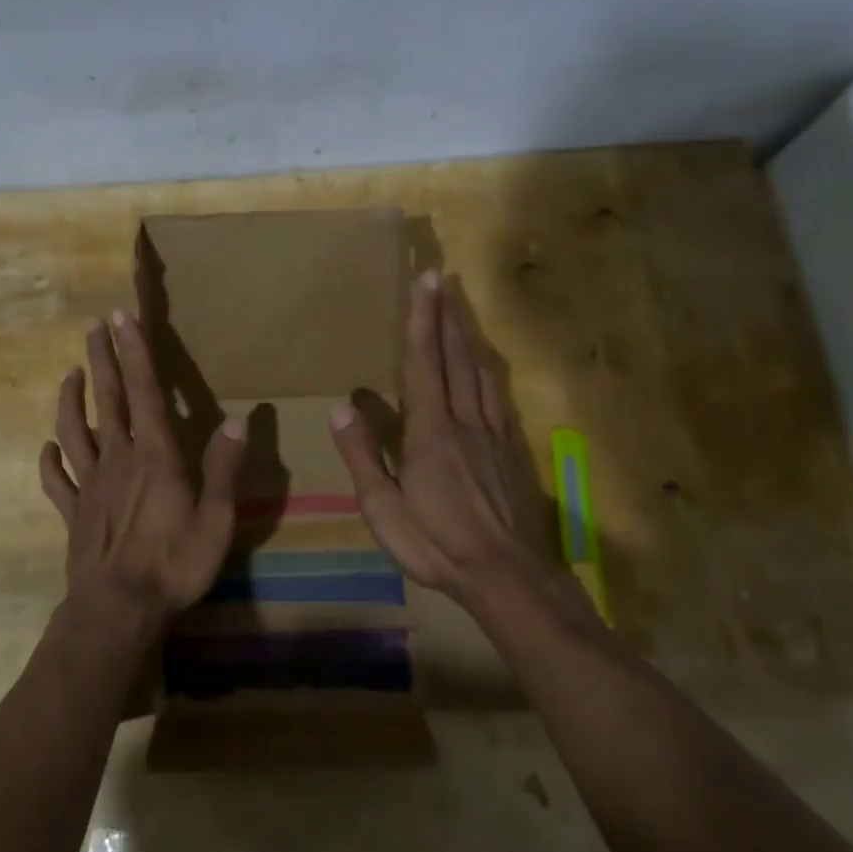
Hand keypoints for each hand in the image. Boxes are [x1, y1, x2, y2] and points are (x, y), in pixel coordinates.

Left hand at [39, 309, 246, 648]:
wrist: (117, 611)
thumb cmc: (173, 565)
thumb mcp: (216, 520)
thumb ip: (224, 469)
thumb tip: (239, 421)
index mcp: (155, 455)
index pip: (144, 390)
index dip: (133, 351)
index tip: (120, 318)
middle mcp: (119, 458)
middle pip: (106, 398)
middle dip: (100, 359)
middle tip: (92, 327)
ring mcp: (90, 484)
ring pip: (74, 430)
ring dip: (70, 399)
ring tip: (70, 373)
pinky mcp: (73, 512)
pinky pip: (57, 479)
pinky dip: (50, 459)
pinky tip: (48, 447)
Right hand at [330, 272, 592, 621]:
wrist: (508, 576)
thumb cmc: (438, 545)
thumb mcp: (384, 511)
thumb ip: (363, 457)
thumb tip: (340, 408)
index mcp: (430, 432)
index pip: (423, 363)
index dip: (421, 320)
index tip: (424, 282)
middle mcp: (464, 420)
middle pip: (456, 356)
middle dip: (446, 313)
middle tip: (442, 275)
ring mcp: (493, 432)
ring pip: (481, 369)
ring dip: (468, 331)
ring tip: (461, 302)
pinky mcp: (512, 447)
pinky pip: (499, 393)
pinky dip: (488, 365)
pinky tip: (487, 358)